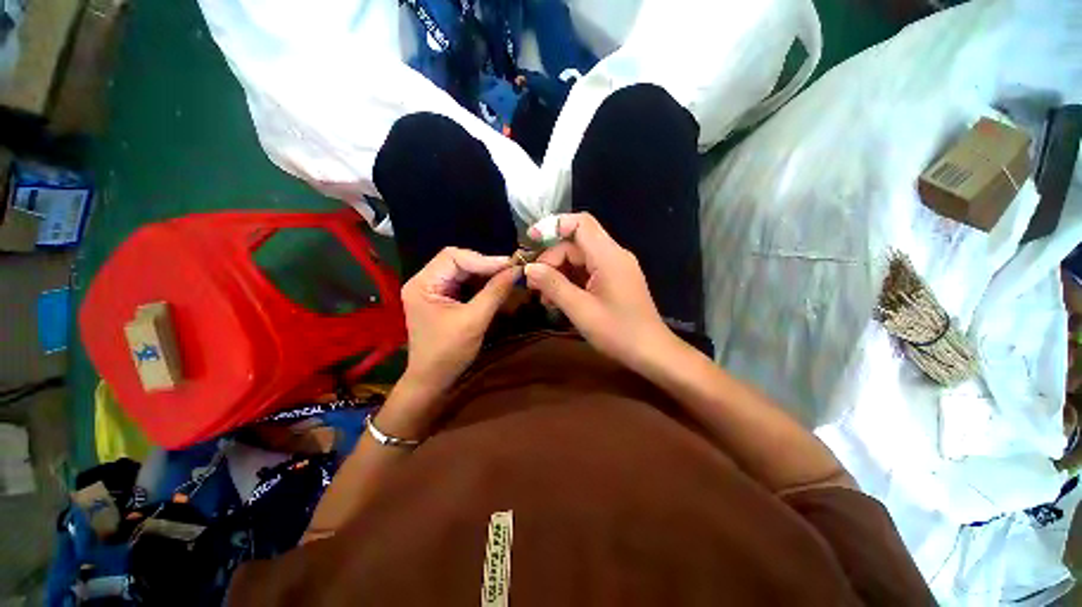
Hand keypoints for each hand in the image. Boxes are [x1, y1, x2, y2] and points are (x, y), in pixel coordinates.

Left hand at [401, 247, 518, 392]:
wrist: (432, 380)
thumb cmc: (448, 352)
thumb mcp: (474, 320)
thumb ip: (495, 292)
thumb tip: (517, 270)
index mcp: (423, 284)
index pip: (453, 257)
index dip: (484, 259)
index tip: (510, 265)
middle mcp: (424, 281)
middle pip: (458, 261)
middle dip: (485, 266)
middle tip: (511, 270)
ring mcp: (433, 289)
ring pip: (463, 271)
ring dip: (485, 273)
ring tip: (508, 276)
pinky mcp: (442, 298)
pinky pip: (464, 283)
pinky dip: (481, 283)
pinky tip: (496, 285)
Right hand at [524, 213, 675, 369]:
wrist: (651, 352)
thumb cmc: (618, 332)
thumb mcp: (580, 310)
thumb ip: (553, 285)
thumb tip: (530, 269)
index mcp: (608, 256)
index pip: (580, 223)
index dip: (553, 226)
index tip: (531, 242)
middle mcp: (613, 255)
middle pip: (575, 243)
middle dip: (551, 259)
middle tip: (532, 282)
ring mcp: (615, 267)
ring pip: (579, 258)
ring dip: (558, 272)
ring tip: (542, 296)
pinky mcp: (614, 279)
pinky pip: (587, 271)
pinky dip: (570, 280)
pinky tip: (557, 299)